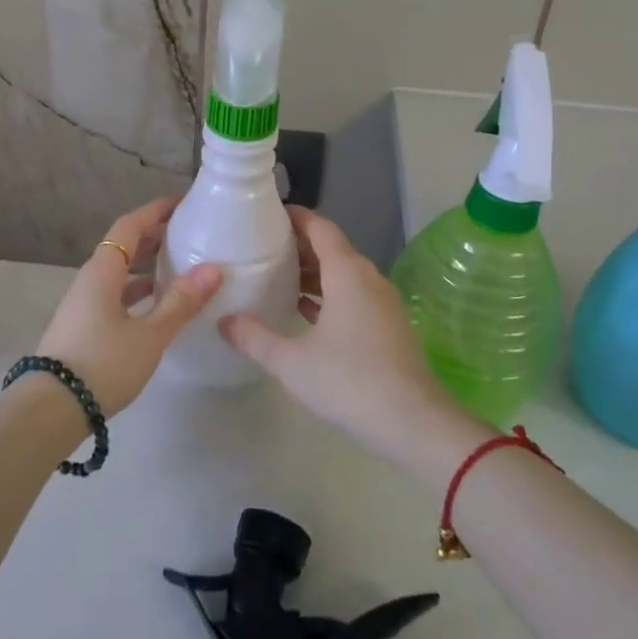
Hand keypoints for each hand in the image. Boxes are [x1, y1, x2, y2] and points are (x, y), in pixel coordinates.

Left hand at [32, 197, 221, 414]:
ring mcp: (83, 304)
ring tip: (179, 266)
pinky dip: (137, 291)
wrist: (52, 409)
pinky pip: (115, 295)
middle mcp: (90, 280)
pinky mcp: (83, 327)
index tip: (182, 203)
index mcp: (102, 270)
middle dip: (154, 236)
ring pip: (119, 273)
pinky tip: (157, 305)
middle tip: (188, 233)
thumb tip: (213, 268)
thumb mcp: (149, 334)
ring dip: (146, 265)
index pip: (129, 225)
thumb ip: (180, 302)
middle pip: (122, 246)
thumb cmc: (103, 363)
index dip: (155, 211)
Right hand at [219, 206, 490, 472]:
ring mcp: (382, 304)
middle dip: (299, 245)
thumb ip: (254, 337)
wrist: (414, 424)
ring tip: (277, 276)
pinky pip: (353, 296)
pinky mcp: (388, 327)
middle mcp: (368, 279)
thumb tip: (223, 321)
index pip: (320, 228)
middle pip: (332, 249)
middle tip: (262, 247)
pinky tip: (305, 311)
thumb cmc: (349, 382)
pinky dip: (328, 295)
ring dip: (313, 273)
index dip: (296, 217)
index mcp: (347, 274)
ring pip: (343, 275)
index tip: (268, 214)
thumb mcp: (291, 361)